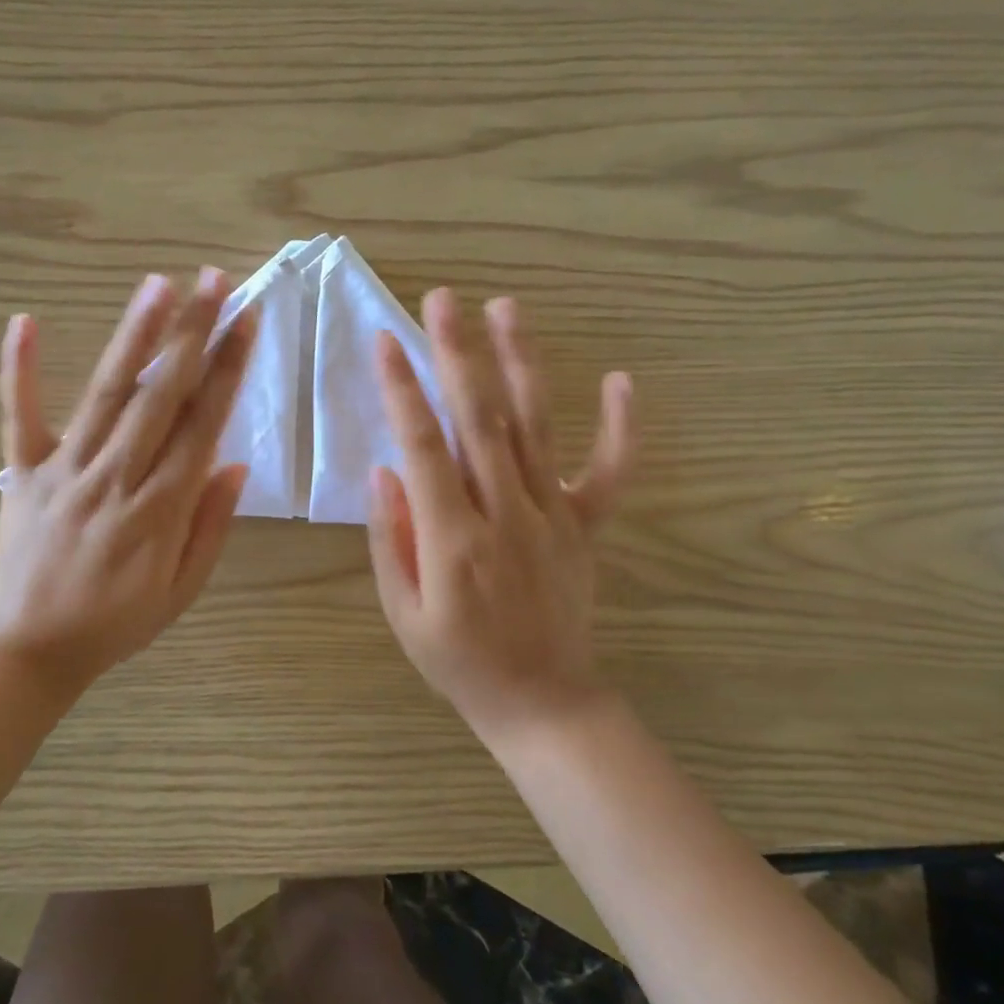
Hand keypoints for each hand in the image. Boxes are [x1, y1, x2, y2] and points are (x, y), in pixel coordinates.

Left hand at [0, 268, 256, 696]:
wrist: (27, 648)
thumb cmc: (115, 622)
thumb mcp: (181, 591)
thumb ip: (210, 526)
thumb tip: (236, 464)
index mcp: (160, 509)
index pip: (203, 425)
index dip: (228, 370)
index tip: (246, 322)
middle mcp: (116, 478)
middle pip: (162, 395)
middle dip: (193, 334)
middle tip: (215, 281)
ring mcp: (65, 470)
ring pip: (106, 393)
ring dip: (135, 336)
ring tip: (158, 286)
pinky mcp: (23, 472)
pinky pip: (19, 416)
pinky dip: (20, 370)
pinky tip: (26, 321)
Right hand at [368, 290, 630, 734]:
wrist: (543, 703)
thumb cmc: (460, 662)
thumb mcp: (404, 615)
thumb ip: (391, 539)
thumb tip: (383, 470)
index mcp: (453, 539)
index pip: (422, 446)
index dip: (401, 389)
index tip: (384, 340)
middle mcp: (505, 513)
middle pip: (478, 419)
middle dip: (457, 353)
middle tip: (442, 300)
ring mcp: (552, 515)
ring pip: (535, 426)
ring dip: (520, 363)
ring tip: (506, 309)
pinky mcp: (586, 526)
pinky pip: (609, 472)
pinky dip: (620, 427)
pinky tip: (620, 380)